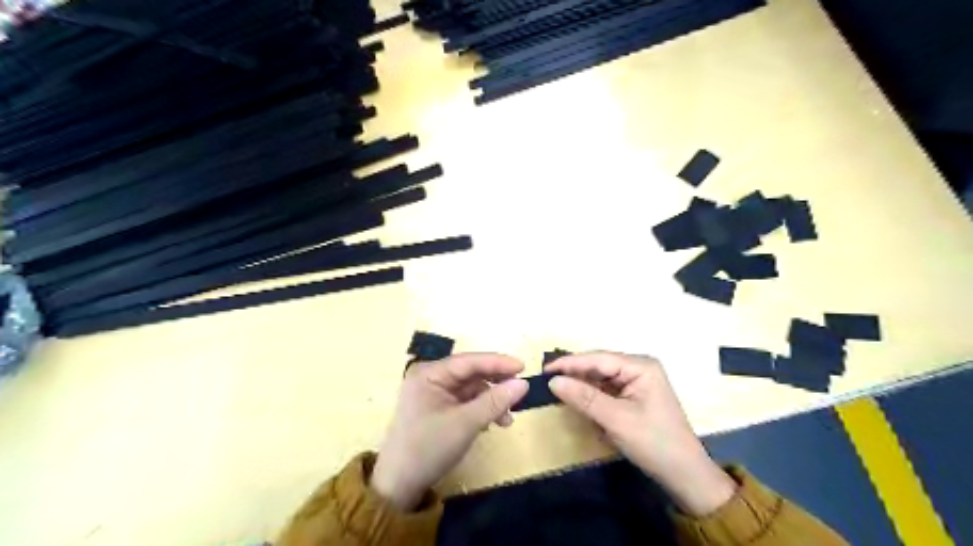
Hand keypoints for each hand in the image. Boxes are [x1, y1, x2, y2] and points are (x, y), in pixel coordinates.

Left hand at [373, 354, 527, 512]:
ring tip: (508, 420)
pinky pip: (465, 402)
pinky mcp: (437, 409)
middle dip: (495, 384)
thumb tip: (523, 383)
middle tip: (520, 391)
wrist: (399, 485)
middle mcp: (431, 378)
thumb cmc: (429, 448)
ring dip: (491, 401)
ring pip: (471, 389)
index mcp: (430, 374)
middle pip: (471, 374)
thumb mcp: (465, 423)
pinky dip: (481, 410)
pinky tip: (493, 424)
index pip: (469, 361)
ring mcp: (433, 394)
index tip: (524, 366)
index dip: (498, 362)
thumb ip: (495, 401)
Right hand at [546, 351, 738, 512]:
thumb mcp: (616, 420)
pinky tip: (576, 399)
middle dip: (575, 373)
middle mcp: (639, 368)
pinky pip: (606, 390)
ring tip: (556, 388)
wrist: (685, 476)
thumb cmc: (654, 443)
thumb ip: (584, 398)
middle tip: (546, 379)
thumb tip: (552, 381)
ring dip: (582, 385)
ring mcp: (637, 382)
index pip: (598, 358)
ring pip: (600, 378)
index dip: (570, 363)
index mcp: (641, 366)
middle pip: (599, 365)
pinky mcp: (633, 397)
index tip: (544, 369)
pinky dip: (591, 396)